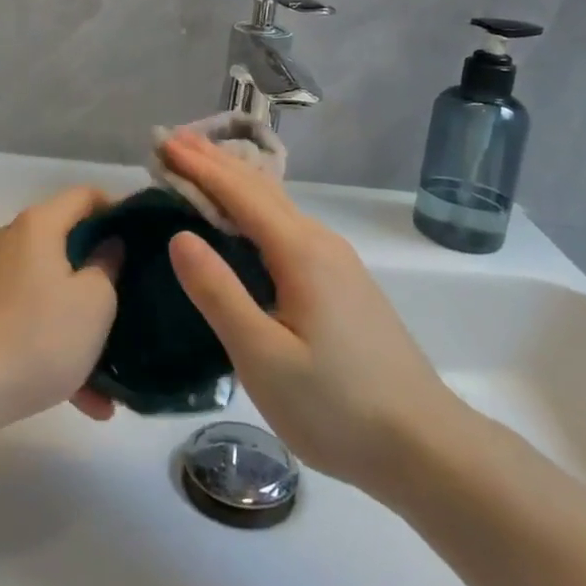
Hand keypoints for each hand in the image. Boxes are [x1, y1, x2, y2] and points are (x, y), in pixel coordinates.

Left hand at [0, 187, 122, 425]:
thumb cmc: (37, 335)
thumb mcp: (94, 302)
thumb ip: (108, 266)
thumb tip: (107, 247)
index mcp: (39, 225)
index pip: (85, 196)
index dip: (118, 209)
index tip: (144, 236)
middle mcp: (11, 241)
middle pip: (66, 244)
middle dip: (101, 274)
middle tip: (133, 296)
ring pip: (50, 291)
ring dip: (81, 323)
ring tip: (113, 369)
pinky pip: (29, 321)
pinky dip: (55, 347)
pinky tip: (85, 399)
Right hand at [162, 132, 462, 492]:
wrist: (423, 443)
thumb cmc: (337, 406)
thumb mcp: (264, 357)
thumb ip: (219, 293)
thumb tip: (179, 235)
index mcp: (300, 251)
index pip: (239, 192)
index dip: (198, 165)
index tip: (162, 143)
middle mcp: (320, 241)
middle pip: (260, 187)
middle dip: (214, 161)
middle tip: (172, 142)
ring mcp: (336, 260)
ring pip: (277, 205)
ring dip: (234, 181)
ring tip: (200, 167)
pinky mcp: (342, 281)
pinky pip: (287, 225)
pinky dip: (253, 208)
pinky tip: (245, 219)